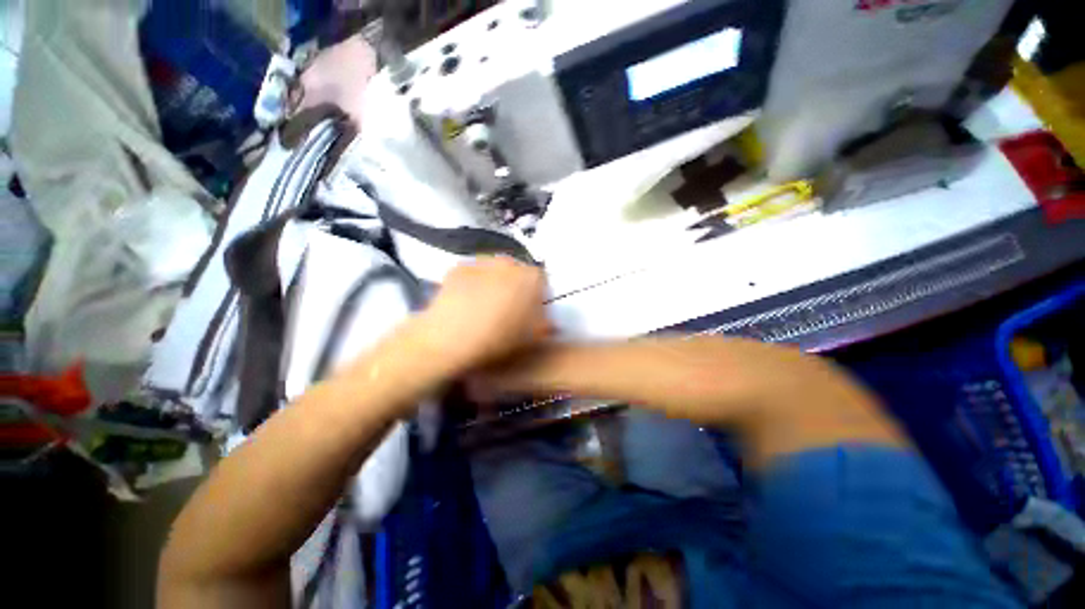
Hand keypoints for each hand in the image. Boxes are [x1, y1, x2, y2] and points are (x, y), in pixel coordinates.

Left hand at [415, 256, 548, 373]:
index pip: (542, 282)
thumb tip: (549, 323)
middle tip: (507, 309)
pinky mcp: (459, 267)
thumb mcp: (532, 338)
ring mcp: (482, 261)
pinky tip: (466, 302)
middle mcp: (510, 262)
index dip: (537, 298)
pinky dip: (473, 283)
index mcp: (532, 278)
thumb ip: (545, 326)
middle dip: (516, 287)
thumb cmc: (500, 338)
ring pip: (495, 271)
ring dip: (494, 283)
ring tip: (484, 307)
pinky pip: (473, 274)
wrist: (452, 338)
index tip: (531, 313)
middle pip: (518, 273)